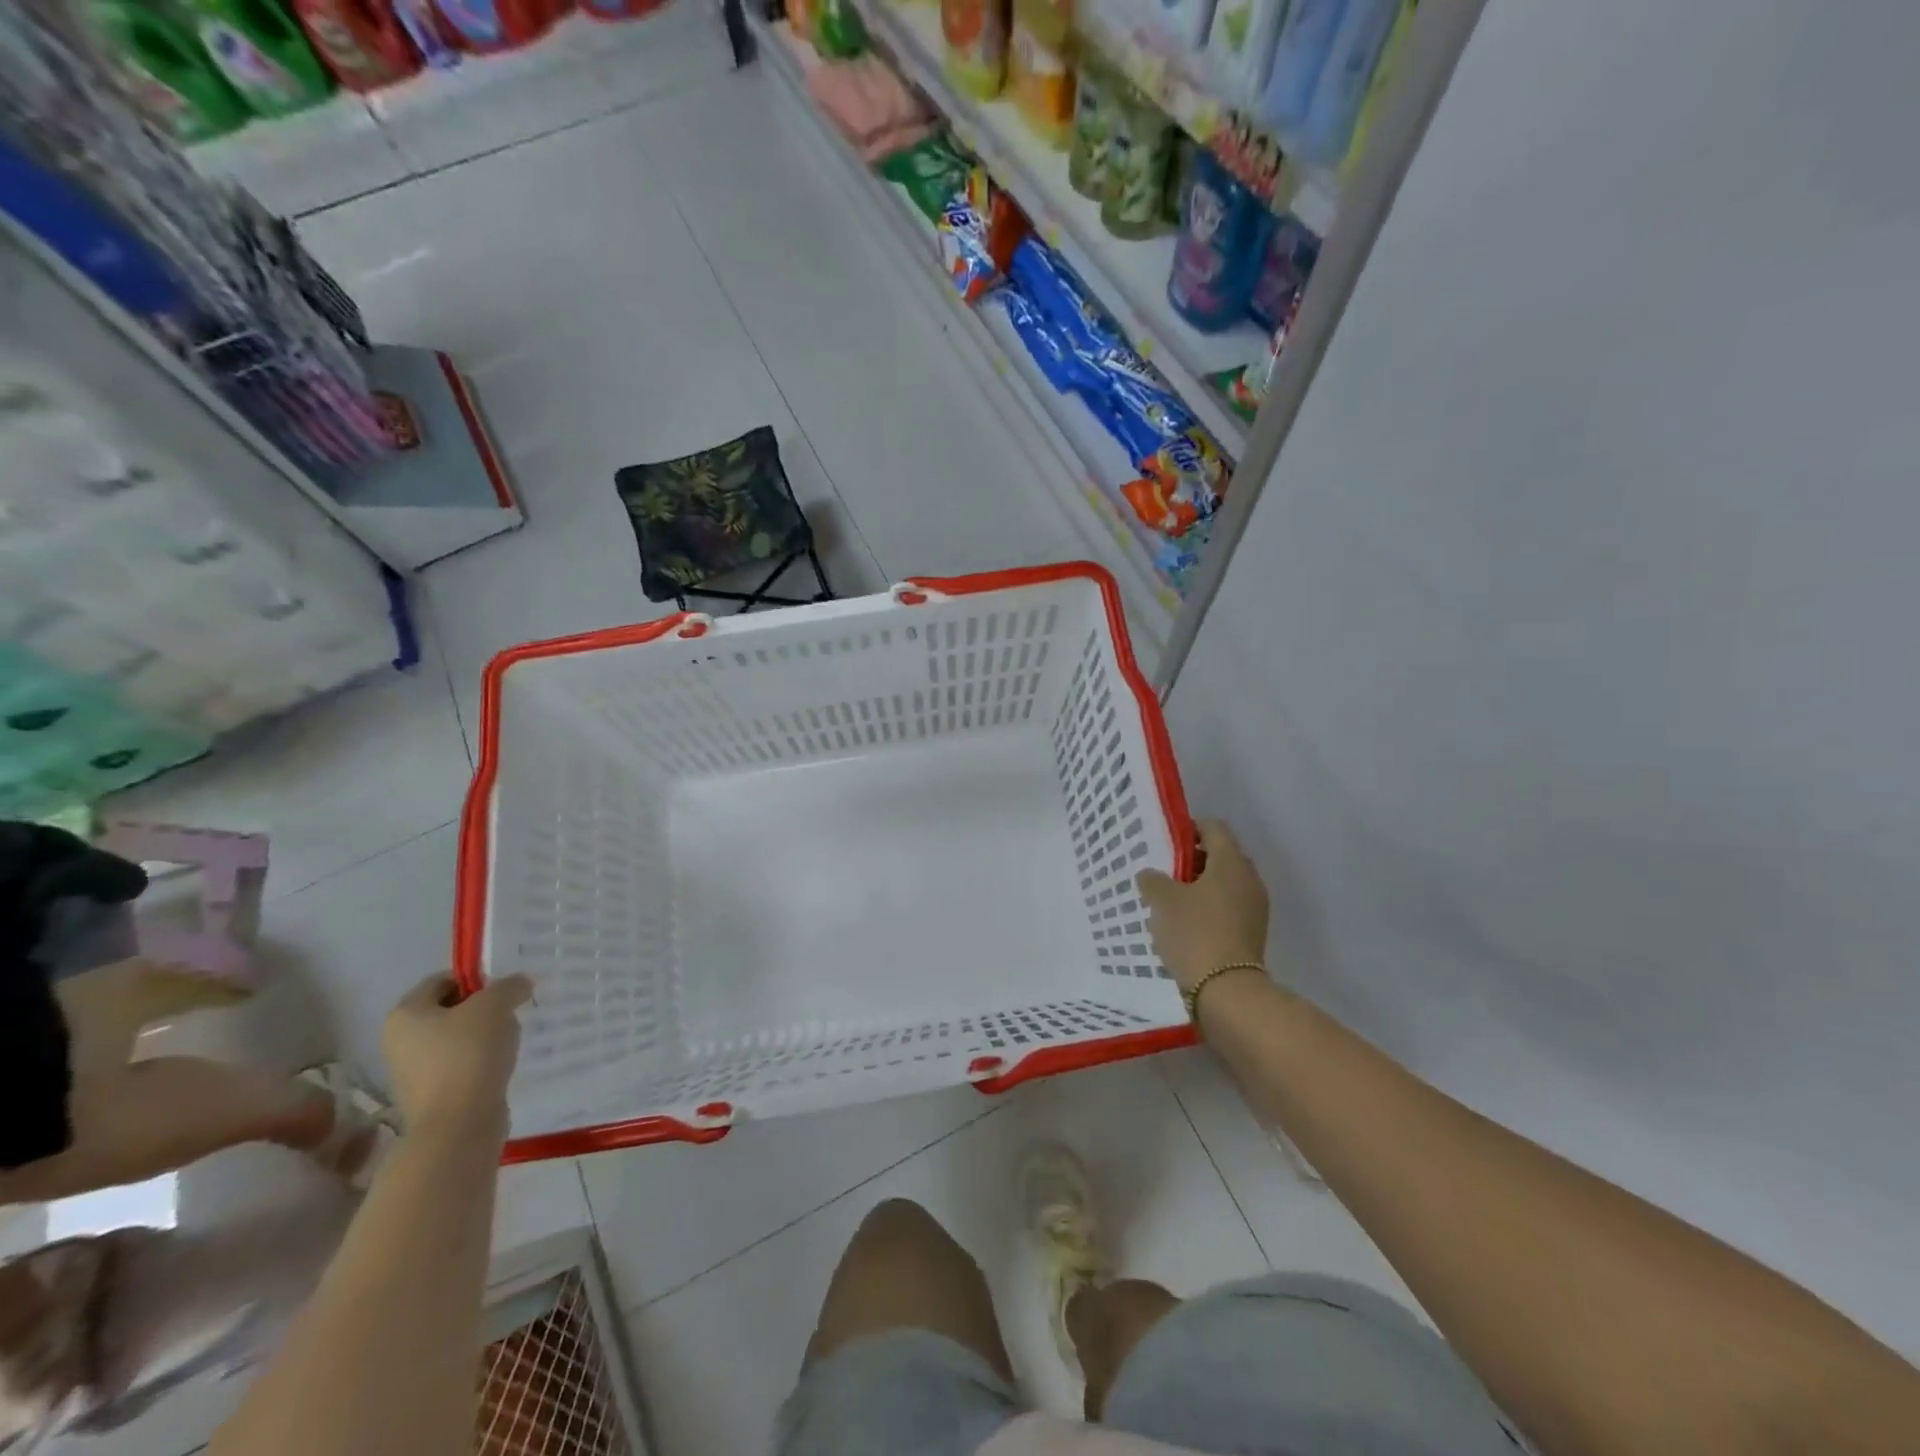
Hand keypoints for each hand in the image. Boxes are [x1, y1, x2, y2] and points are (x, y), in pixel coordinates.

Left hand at [382, 973, 531, 1140]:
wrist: (458, 1124)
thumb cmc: (468, 1054)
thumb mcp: (495, 1005)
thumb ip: (509, 986)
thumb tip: (519, 985)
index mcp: (405, 1014)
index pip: (442, 980)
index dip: (475, 979)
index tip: (504, 989)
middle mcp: (400, 1040)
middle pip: (449, 1009)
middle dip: (483, 1008)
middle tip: (511, 1011)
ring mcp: (412, 1071)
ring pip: (456, 1038)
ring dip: (484, 1035)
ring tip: (508, 1040)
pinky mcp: (431, 1094)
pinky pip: (460, 1064)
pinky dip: (481, 1060)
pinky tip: (501, 1063)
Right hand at [1136, 821, 1269, 993]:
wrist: (1226, 991)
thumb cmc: (1194, 933)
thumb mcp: (1162, 900)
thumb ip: (1153, 880)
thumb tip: (1152, 875)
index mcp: (1231, 862)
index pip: (1214, 828)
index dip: (1189, 829)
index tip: (1166, 842)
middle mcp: (1249, 879)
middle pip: (1221, 856)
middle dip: (1193, 860)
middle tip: (1165, 872)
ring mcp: (1255, 908)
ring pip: (1225, 884)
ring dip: (1201, 887)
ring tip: (1172, 901)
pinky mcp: (1253, 933)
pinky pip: (1229, 908)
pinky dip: (1210, 908)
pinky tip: (1186, 925)